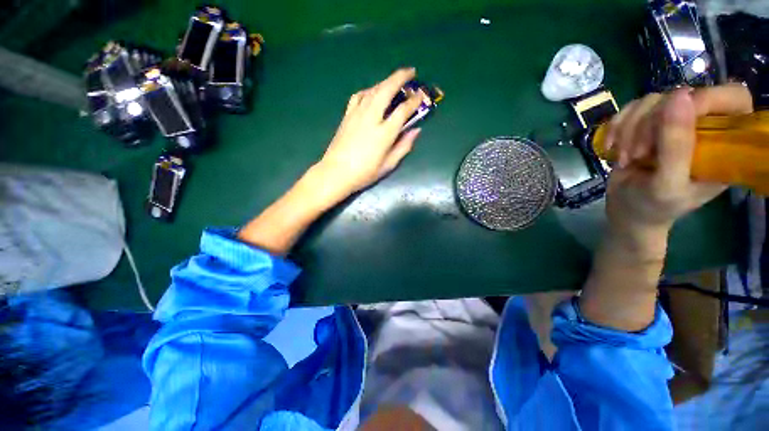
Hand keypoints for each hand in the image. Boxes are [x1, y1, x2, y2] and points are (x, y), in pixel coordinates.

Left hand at [316, 68, 422, 200]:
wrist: (336, 173)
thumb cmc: (364, 173)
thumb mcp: (388, 165)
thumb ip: (403, 147)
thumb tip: (416, 131)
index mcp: (384, 133)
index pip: (403, 110)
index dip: (414, 100)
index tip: (421, 95)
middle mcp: (371, 117)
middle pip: (387, 89)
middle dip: (400, 77)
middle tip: (411, 72)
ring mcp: (357, 114)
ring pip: (373, 89)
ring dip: (386, 81)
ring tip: (394, 80)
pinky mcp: (347, 115)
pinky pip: (359, 96)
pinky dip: (369, 90)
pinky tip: (372, 93)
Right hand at [603, 84, 752, 239]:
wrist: (627, 210)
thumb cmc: (654, 206)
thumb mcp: (667, 184)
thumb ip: (677, 146)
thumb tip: (679, 96)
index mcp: (724, 143)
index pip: (732, 98)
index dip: (704, 100)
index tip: (670, 123)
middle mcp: (702, 126)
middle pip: (682, 95)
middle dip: (651, 123)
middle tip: (638, 153)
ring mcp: (673, 122)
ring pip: (651, 100)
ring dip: (629, 130)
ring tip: (624, 158)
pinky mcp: (647, 123)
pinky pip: (630, 108)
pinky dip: (616, 127)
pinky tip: (611, 147)